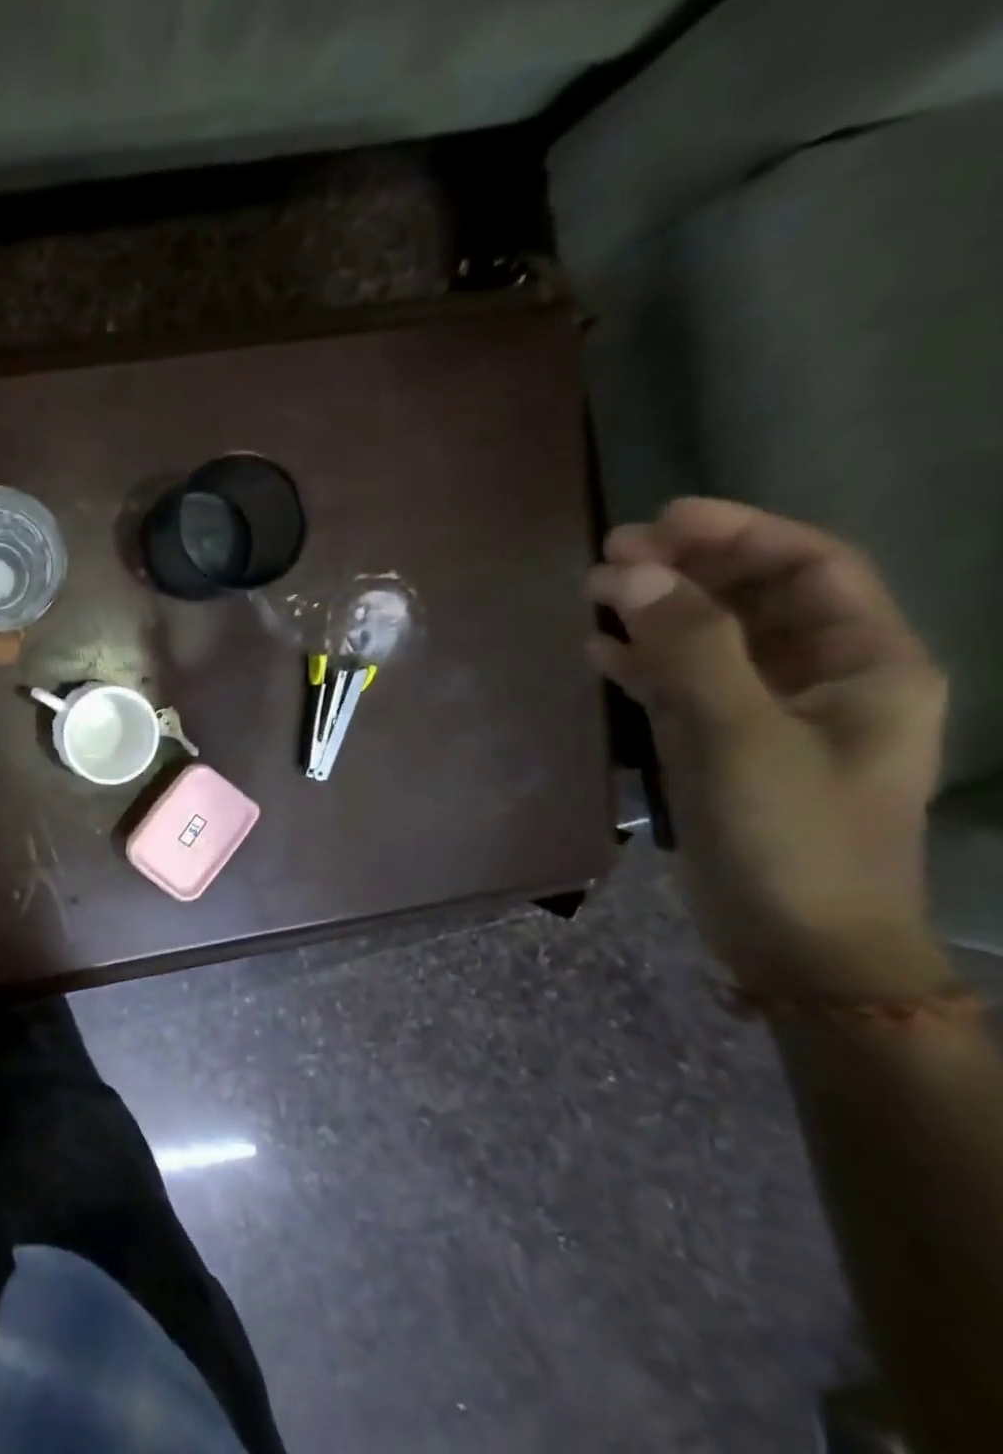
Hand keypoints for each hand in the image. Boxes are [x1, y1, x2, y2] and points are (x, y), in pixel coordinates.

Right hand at [586, 498, 947, 991]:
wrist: (797, 943)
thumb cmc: (795, 836)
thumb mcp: (743, 735)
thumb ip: (690, 650)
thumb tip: (631, 573)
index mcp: (866, 665)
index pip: (810, 569)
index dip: (740, 533)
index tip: (663, 517)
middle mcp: (823, 680)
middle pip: (756, 599)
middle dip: (688, 569)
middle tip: (611, 552)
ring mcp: (766, 716)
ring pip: (711, 640)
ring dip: (657, 612)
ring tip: (593, 591)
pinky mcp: (722, 747)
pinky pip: (681, 685)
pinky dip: (641, 662)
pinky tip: (598, 649)